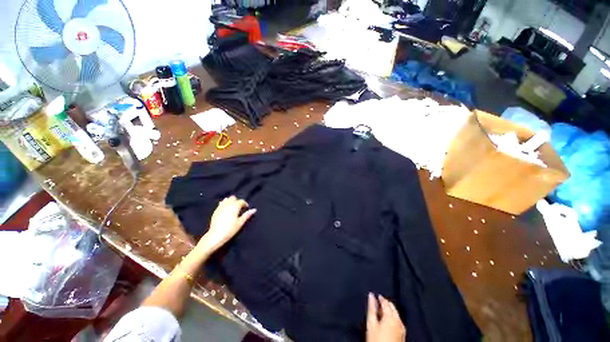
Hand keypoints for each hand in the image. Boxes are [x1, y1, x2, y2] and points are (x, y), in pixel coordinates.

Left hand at [197, 196, 255, 252]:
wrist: (216, 235)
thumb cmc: (230, 229)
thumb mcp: (240, 222)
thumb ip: (247, 215)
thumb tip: (254, 209)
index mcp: (235, 206)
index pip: (241, 201)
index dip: (245, 204)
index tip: (246, 208)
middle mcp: (228, 204)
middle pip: (233, 198)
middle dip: (237, 201)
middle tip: (239, 208)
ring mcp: (221, 207)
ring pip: (226, 199)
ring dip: (230, 202)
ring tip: (232, 208)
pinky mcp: (216, 210)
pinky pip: (221, 204)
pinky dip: (224, 204)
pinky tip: (226, 210)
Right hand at [366, 293, 405, 341]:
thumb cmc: (376, 339)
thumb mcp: (371, 323)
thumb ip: (371, 308)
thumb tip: (371, 295)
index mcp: (391, 316)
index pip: (386, 302)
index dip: (380, 298)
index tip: (374, 296)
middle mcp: (399, 321)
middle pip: (392, 308)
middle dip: (385, 304)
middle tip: (377, 304)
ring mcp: (402, 329)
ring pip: (396, 314)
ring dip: (389, 311)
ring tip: (380, 313)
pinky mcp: (403, 335)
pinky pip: (398, 322)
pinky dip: (392, 318)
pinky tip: (386, 322)